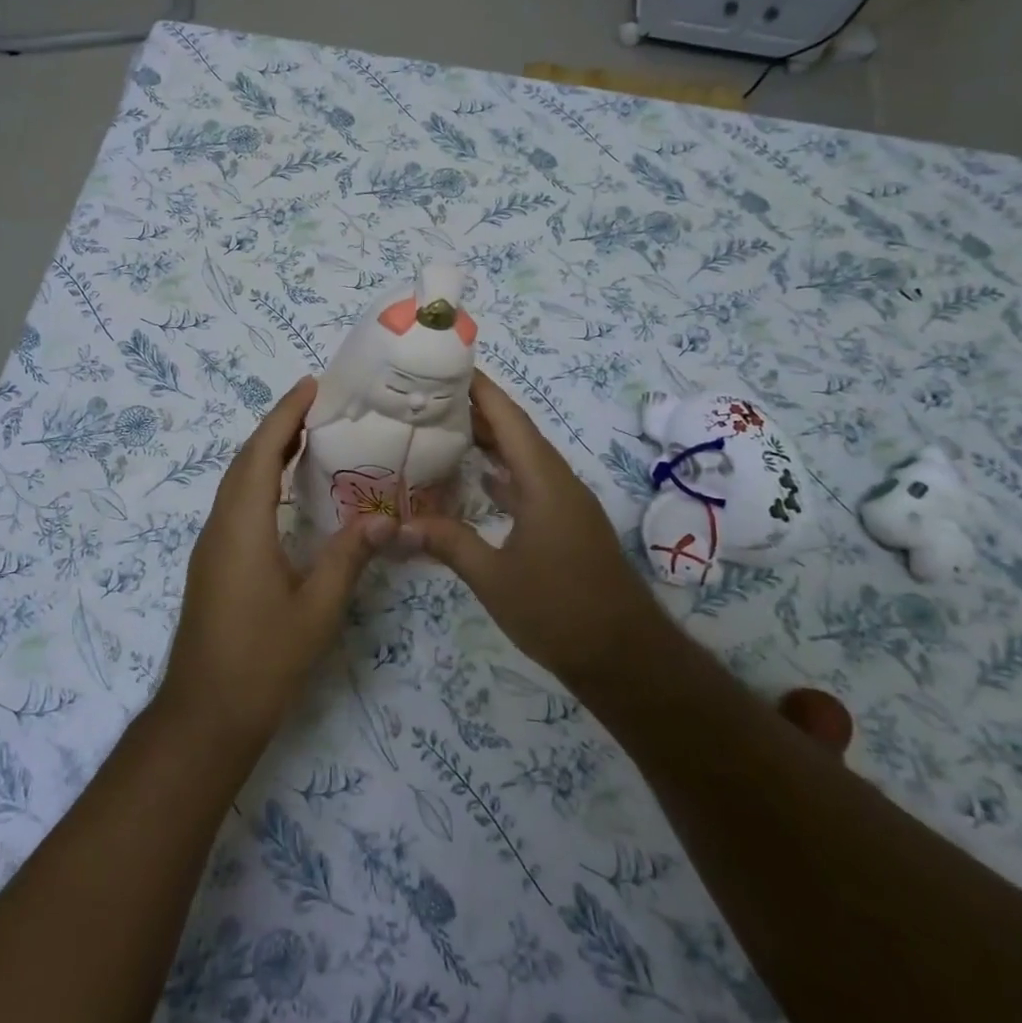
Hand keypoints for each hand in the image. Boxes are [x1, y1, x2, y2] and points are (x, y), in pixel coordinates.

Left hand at [157, 377, 395, 748]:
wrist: (205, 716)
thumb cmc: (262, 661)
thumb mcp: (316, 609)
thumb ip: (348, 557)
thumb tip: (384, 517)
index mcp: (242, 526)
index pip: (260, 453)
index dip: (284, 416)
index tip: (309, 386)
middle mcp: (220, 526)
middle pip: (245, 460)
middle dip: (277, 426)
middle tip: (316, 404)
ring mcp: (211, 546)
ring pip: (236, 482)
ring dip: (266, 452)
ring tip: (306, 435)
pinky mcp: (213, 563)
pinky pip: (235, 503)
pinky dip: (259, 479)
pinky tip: (284, 491)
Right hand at [404, 370, 668, 691]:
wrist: (625, 657)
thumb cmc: (559, 610)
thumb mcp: (494, 578)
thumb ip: (448, 544)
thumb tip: (396, 526)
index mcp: (544, 482)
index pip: (510, 420)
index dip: (482, 389)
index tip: (449, 365)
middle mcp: (558, 482)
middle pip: (517, 433)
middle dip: (478, 410)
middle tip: (432, 396)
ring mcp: (565, 504)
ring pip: (524, 459)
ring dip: (491, 441)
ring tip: (446, 427)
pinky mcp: (566, 526)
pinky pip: (530, 484)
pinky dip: (503, 474)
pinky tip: (478, 480)